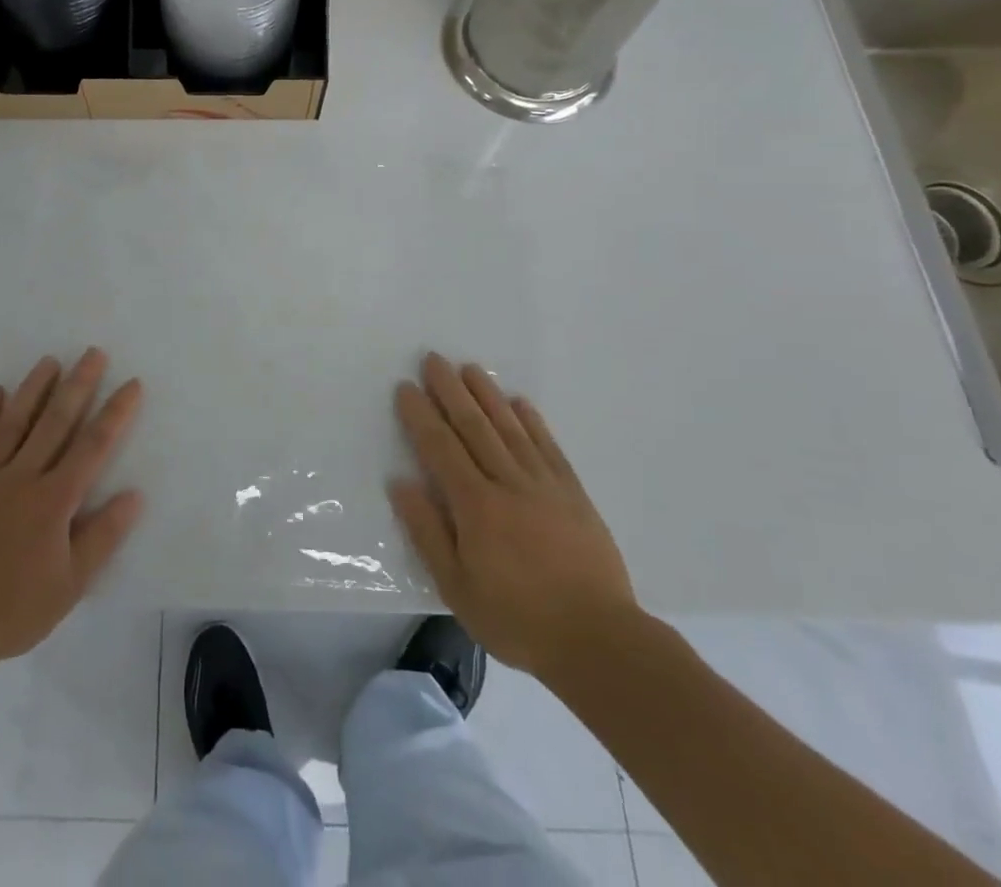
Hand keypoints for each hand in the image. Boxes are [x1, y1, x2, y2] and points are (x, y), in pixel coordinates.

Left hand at [0, 348, 144, 674]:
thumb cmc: (10, 610)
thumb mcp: (69, 586)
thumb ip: (102, 536)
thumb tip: (134, 494)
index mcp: (53, 500)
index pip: (92, 446)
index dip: (115, 413)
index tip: (131, 384)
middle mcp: (20, 477)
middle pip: (55, 422)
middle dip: (78, 385)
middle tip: (93, 353)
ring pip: (13, 423)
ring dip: (33, 389)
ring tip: (49, 361)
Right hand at [388, 353, 639, 681]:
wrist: (599, 641)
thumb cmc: (517, 619)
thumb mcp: (457, 588)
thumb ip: (427, 532)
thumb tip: (401, 482)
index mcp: (475, 506)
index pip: (440, 448)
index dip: (420, 415)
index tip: (406, 387)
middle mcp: (508, 483)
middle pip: (473, 427)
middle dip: (450, 390)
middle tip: (433, 359)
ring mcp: (544, 485)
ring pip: (510, 428)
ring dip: (487, 395)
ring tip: (470, 368)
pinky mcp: (573, 494)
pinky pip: (548, 447)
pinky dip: (532, 421)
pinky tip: (520, 403)